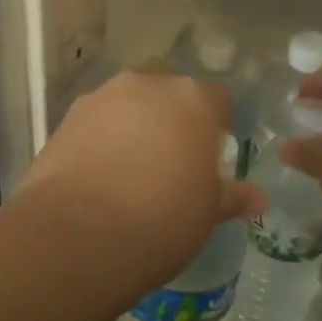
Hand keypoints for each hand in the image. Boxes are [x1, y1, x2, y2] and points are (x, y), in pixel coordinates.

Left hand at [20, 71, 264, 284]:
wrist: (79, 235)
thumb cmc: (162, 219)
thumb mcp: (207, 213)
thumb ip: (231, 196)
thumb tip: (257, 198)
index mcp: (192, 99)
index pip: (216, 99)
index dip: (216, 126)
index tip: (211, 158)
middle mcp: (146, 85)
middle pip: (167, 92)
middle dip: (171, 117)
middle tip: (171, 159)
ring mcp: (101, 98)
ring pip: (126, 104)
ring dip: (132, 126)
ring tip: (130, 170)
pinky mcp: (64, 120)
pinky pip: (94, 124)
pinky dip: (99, 140)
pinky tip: (99, 177)